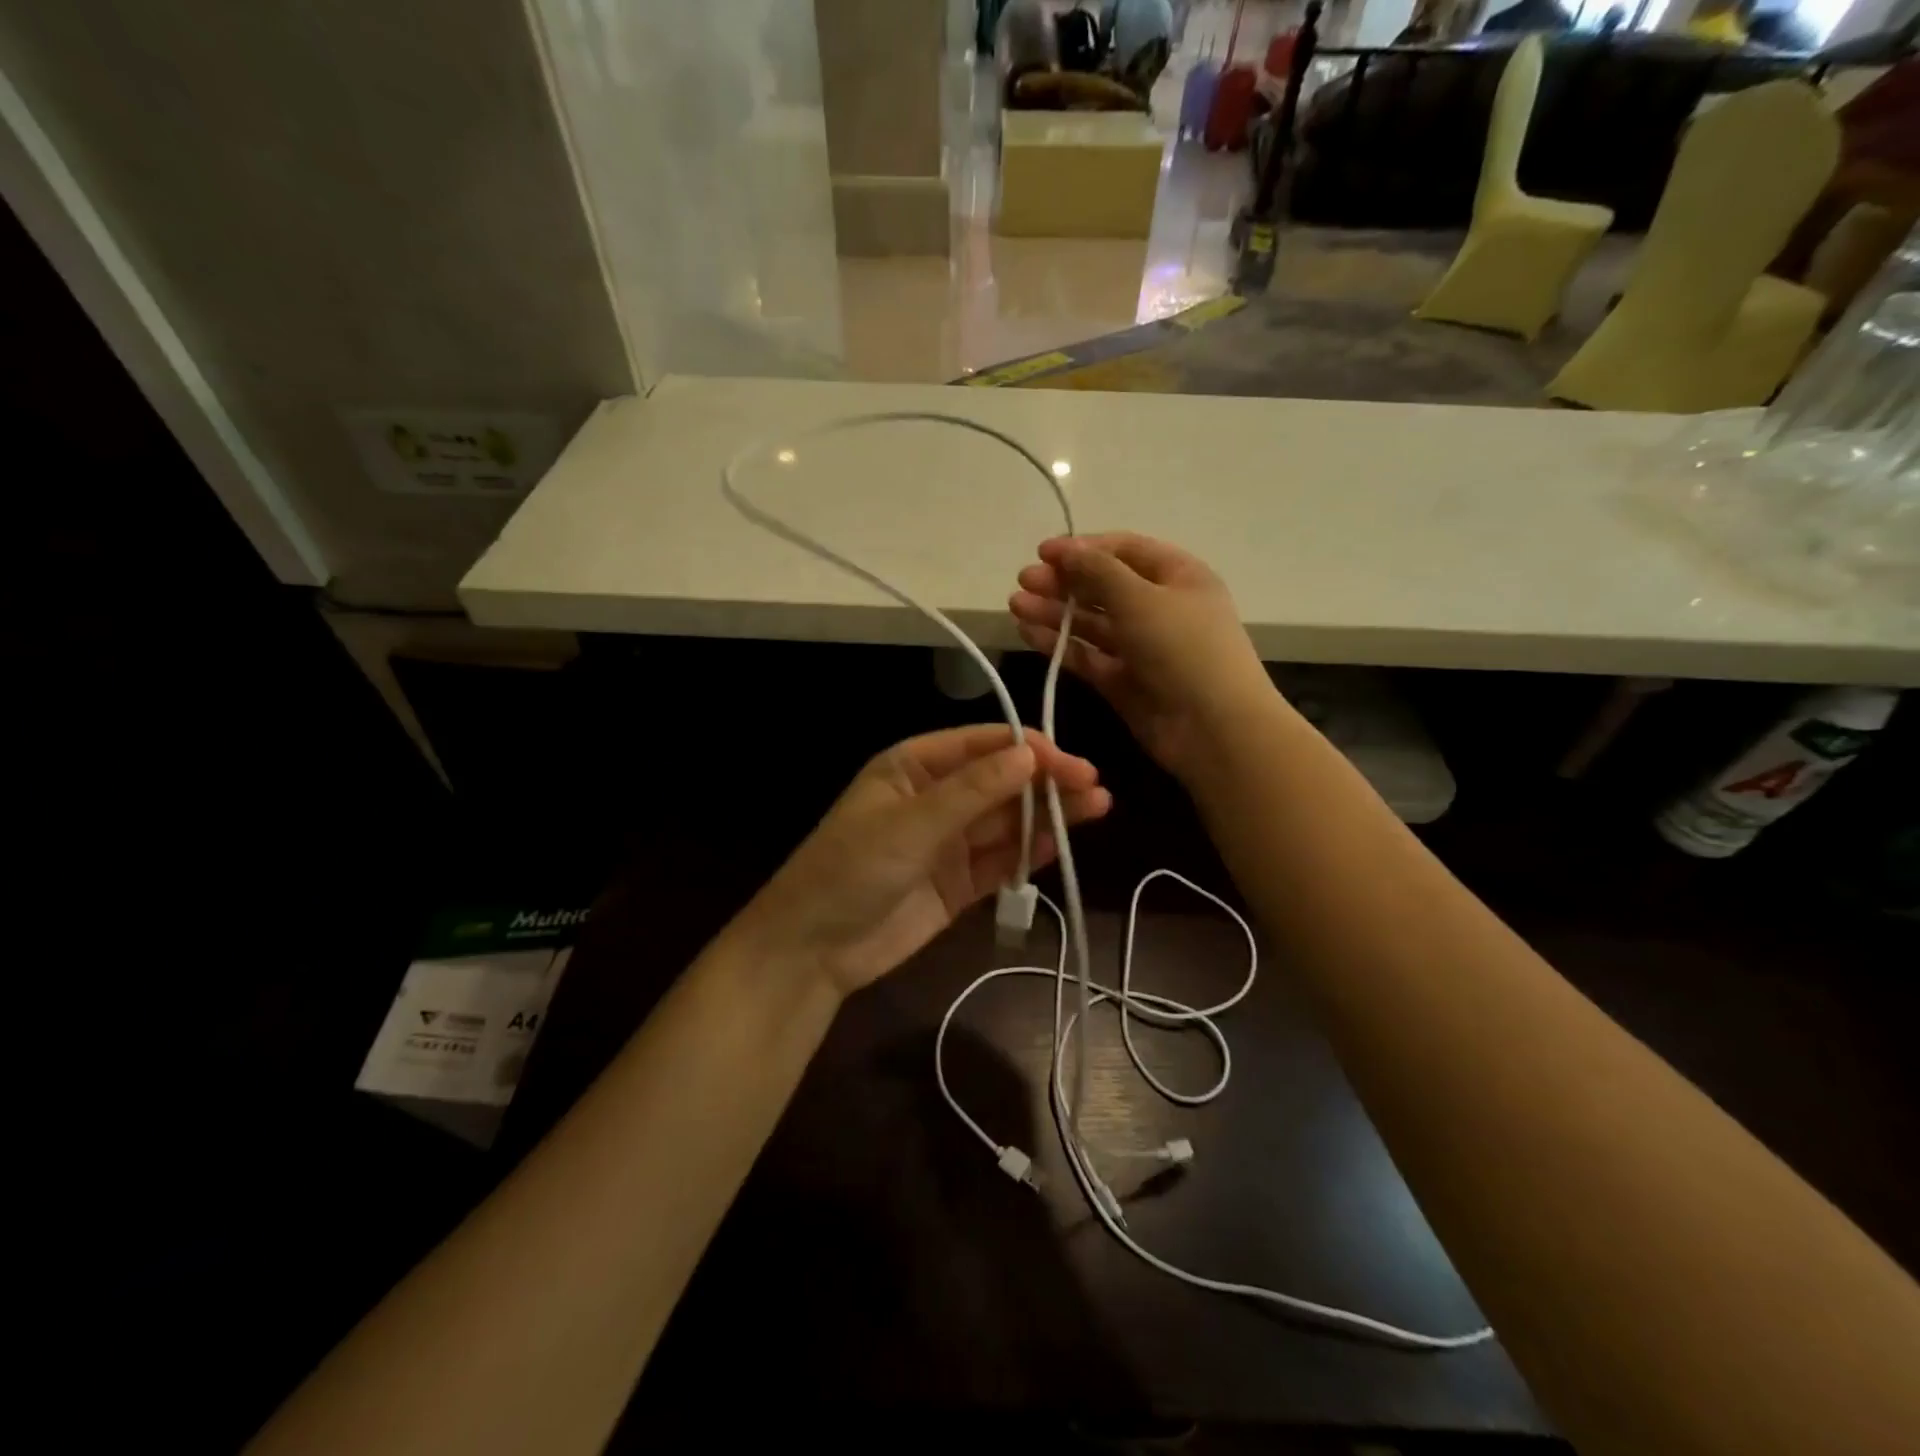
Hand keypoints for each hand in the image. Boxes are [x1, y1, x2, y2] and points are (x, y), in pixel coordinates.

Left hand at [738, 726, 1110, 997]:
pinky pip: (1001, 861)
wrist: (814, 949)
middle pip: (1000, 782)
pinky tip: (1062, 843)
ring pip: (1006, 821)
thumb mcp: (910, 823)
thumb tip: (1028, 753)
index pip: (980, 745)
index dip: (1025, 748)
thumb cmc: (851, 868)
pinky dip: (1029, 853)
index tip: (1068, 761)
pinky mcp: (959, 883)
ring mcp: (949, 842)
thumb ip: (972, 791)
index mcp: (914, 767)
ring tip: (1098, 807)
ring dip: (1047, 814)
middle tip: (1094, 786)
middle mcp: (936, 798)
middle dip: (1044, 781)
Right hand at [1009, 533, 1275, 781]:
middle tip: (1023, 581)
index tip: (1042, 552)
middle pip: (1103, 586)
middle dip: (1063, 581)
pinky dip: (1059, 644)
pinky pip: (1087, 655)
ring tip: (1015, 606)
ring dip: (1054, 612)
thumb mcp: (1141, 599)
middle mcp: (1159, 607)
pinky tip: (1027, 633)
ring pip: (1090, 622)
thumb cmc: (1184, 649)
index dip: (1083, 548)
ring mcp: (1140, 646)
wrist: (1214, 729)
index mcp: (1178, 576)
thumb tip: (1065, 548)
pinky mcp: (1123, 680)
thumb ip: (1097, 571)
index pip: (1124, 550)